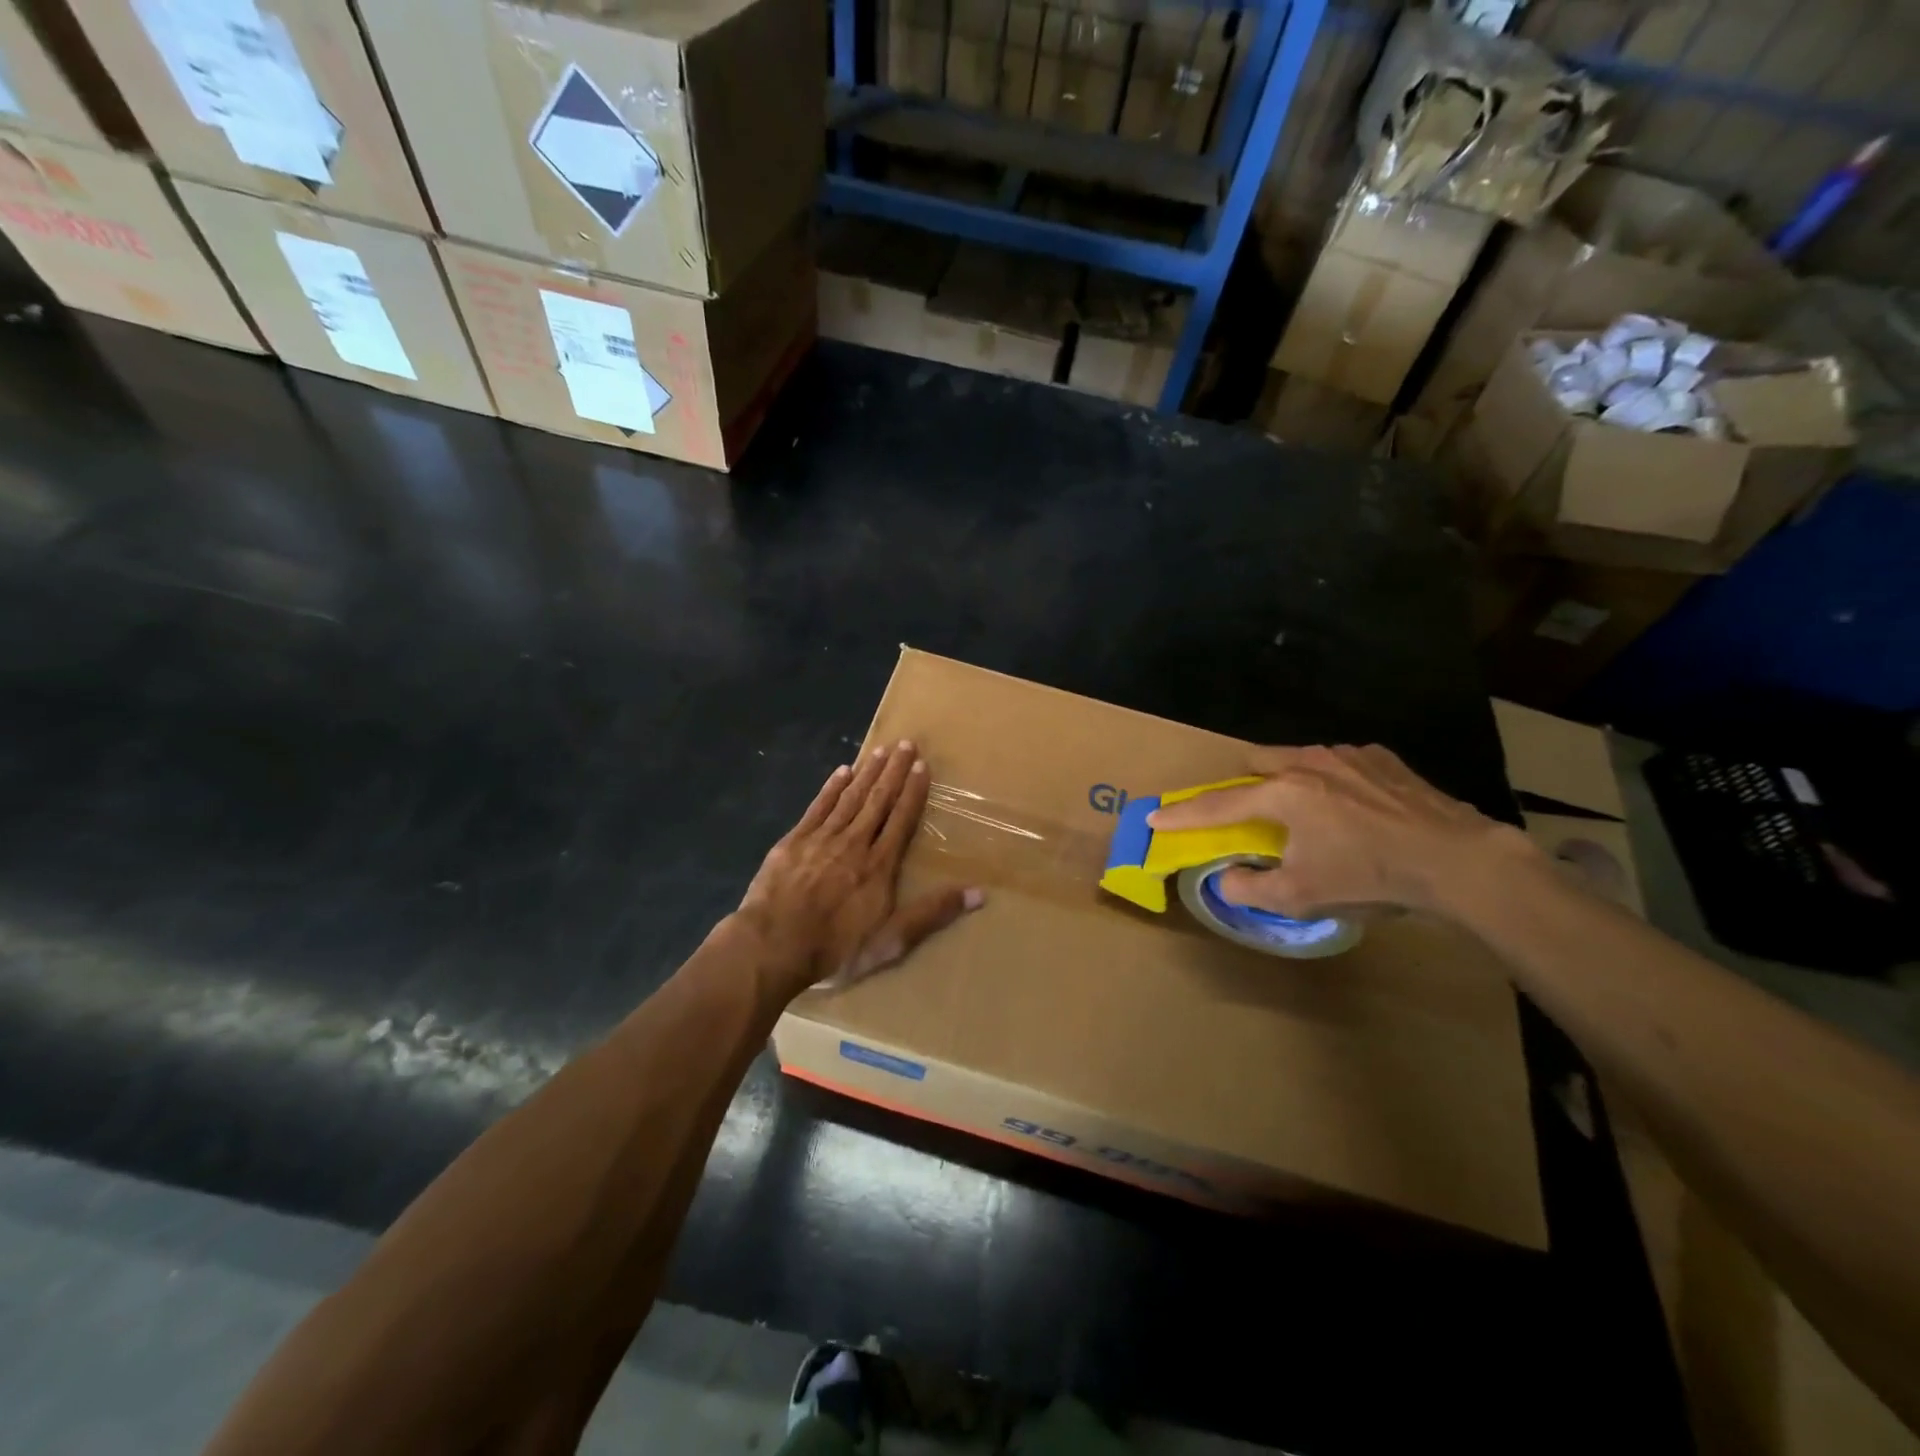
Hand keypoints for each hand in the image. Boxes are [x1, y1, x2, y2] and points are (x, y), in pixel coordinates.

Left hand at [739, 740, 983, 995]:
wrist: (772, 947)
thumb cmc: (835, 947)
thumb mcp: (891, 941)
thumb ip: (932, 913)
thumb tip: (979, 893)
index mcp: (879, 865)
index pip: (901, 819)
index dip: (912, 791)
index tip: (921, 765)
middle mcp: (854, 843)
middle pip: (877, 800)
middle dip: (892, 771)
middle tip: (904, 743)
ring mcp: (821, 839)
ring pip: (850, 798)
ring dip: (866, 773)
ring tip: (879, 751)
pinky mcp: (793, 842)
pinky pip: (818, 807)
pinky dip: (830, 788)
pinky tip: (841, 772)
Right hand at [1145, 744, 1536, 919]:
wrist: (1456, 860)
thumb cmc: (1369, 876)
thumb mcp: (1302, 895)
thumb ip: (1251, 887)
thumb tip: (1225, 877)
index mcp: (1281, 795)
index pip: (1217, 806)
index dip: (1182, 815)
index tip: (1155, 818)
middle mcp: (1307, 764)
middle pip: (1256, 763)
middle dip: (1242, 785)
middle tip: (1249, 814)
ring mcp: (1347, 756)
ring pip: (1298, 759)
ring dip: (1288, 781)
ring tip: (1308, 813)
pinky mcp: (1382, 758)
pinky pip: (1339, 762)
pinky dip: (1331, 781)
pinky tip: (1353, 807)